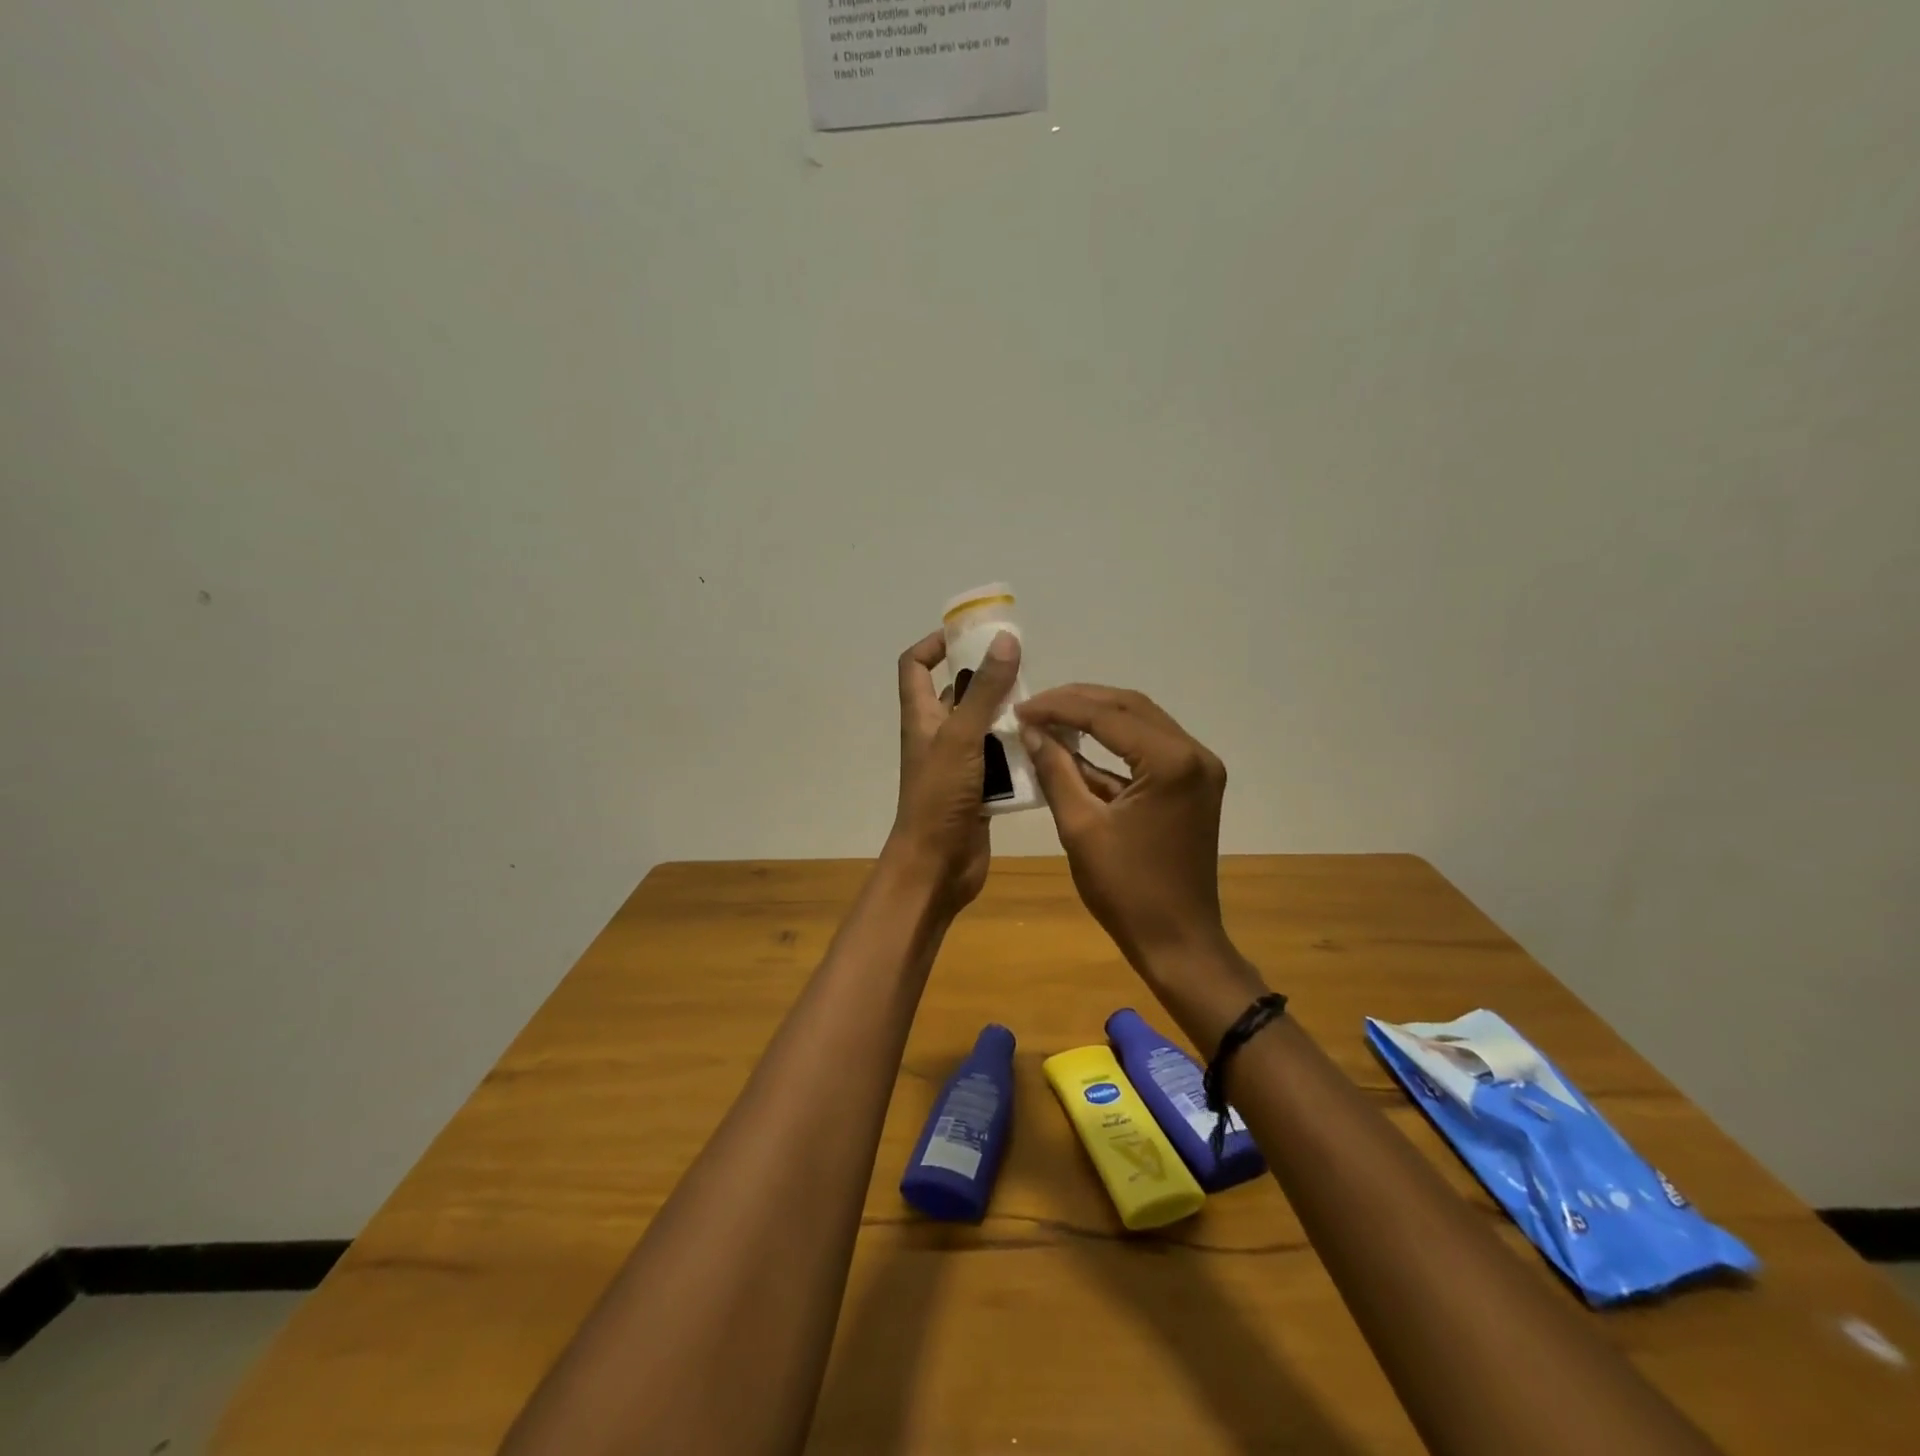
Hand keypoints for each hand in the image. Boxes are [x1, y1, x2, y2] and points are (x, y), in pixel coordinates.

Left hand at [888, 628, 1021, 912]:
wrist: (937, 866)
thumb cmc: (940, 797)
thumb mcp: (962, 736)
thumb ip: (984, 690)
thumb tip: (1005, 639)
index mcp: (921, 716)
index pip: (914, 664)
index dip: (935, 643)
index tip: (971, 635)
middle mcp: (938, 734)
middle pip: (959, 693)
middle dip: (989, 679)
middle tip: (1026, 670)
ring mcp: (959, 762)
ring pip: (986, 726)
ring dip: (1010, 716)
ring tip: (1045, 707)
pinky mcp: (979, 787)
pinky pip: (1001, 758)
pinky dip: (1019, 750)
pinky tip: (1048, 745)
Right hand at [1016, 686, 1239, 975]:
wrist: (1177, 940)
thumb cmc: (1126, 890)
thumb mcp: (1080, 827)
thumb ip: (1056, 770)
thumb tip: (1031, 730)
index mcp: (1170, 762)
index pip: (1107, 715)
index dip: (1059, 707)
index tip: (1021, 708)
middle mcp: (1194, 753)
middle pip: (1129, 707)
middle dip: (1079, 702)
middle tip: (1035, 706)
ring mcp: (1199, 768)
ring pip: (1142, 722)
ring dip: (1097, 718)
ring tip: (1051, 718)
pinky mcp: (1194, 784)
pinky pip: (1151, 748)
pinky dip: (1115, 744)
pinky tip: (1078, 745)